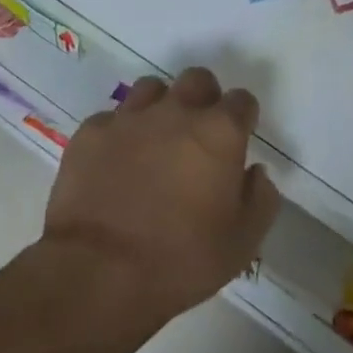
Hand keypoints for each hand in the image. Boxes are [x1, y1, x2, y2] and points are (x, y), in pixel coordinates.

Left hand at [43, 67, 279, 325]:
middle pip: (197, 80)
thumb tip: (255, 172)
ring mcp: (130, 118)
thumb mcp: (242, 243)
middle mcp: (177, 112)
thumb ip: (261, 199)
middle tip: (198, 135)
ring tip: (155, 141)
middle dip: (203, 99)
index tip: (238, 140)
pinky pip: (111, 118)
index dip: (242, 118)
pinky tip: (115, 162)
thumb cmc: (180, 260)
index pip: (242, 100)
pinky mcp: (91, 132)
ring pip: (152, 89)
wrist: (98, 273)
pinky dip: (119, 133)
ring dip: (160, 107)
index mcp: (220, 132)